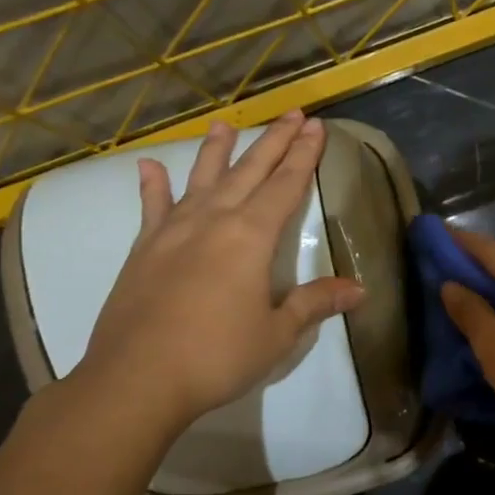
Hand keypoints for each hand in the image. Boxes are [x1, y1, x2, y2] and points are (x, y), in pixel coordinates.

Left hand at [76, 112, 363, 439]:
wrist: (136, 380)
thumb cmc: (216, 356)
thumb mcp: (276, 333)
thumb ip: (314, 303)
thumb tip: (358, 289)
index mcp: (250, 237)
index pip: (286, 185)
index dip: (304, 156)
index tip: (316, 127)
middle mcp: (213, 221)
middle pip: (249, 171)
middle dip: (274, 141)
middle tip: (292, 114)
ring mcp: (173, 232)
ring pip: (201, 180)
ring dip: (217, 151)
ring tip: (225, 123)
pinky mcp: (143, 250)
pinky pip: (152, 209)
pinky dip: (153, 187)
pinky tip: (149, 167)